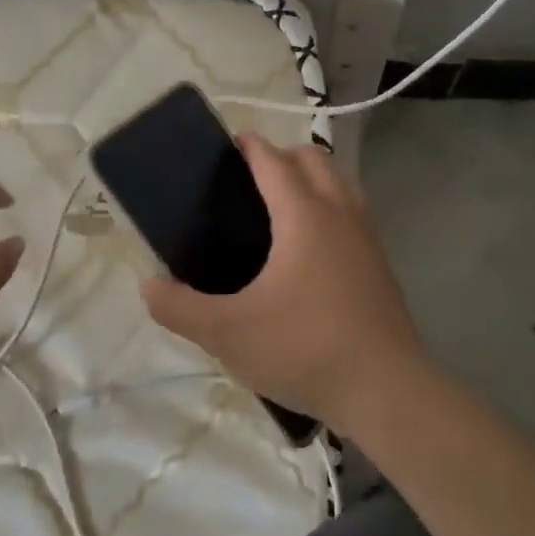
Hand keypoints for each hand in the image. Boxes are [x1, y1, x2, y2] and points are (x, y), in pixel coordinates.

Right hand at [142, 134, 428, 429]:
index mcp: (304, 216)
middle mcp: (340, 213)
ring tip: (277, 212)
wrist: (385, 390)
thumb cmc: (304, 349)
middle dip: (282, 157)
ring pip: (339, 184)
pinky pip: (352, 214)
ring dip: (311, 180)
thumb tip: (149, 286)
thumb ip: (180, 308)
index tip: (228, 145)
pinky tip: (308, 252)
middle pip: (314, 160)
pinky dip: (329, 209)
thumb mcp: (228, 334)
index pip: (274, 161)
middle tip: (249, 182)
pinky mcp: (380, 264)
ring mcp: (367, 237)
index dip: (250, 146)